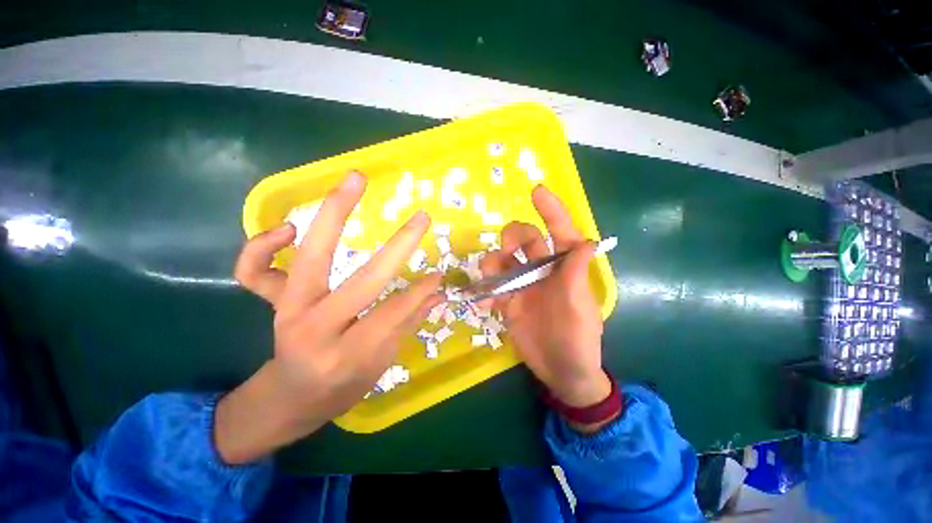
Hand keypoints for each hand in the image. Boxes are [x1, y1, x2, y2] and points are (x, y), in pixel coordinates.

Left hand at [216, 172, 441, 463]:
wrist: (289, 398)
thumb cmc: (340, 388)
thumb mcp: (379, 365)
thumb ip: (407, 323)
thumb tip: (436, 292)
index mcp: (346, 356)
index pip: (392, 313)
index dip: (419, 292)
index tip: (438, 274)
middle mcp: (314, 330)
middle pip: (360, 281)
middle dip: (398, 248)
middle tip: (421, 218)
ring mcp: (288, 311)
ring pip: (310, 256)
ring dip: (334, 212)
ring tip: (356, 180)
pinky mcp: (273, 302)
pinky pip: (255, 270)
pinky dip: (264, 244)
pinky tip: (291, 228)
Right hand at [480, 186, 609, 409]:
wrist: (560, 372)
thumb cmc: (578, 341)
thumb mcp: (581, 310)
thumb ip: (577, 276)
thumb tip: (586, 242)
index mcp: (564, 268)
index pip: (559, 232)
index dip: (551, 210)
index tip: (536, 191)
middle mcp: (542, 270)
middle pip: (524, 239)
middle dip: (512, 237)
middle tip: (506, 253)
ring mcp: (522, 284)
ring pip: (502, 259)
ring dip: (492, 263)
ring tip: (492, 283)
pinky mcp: (507, 300)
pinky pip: (491, 285)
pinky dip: (486, 290)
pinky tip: (486, 304)